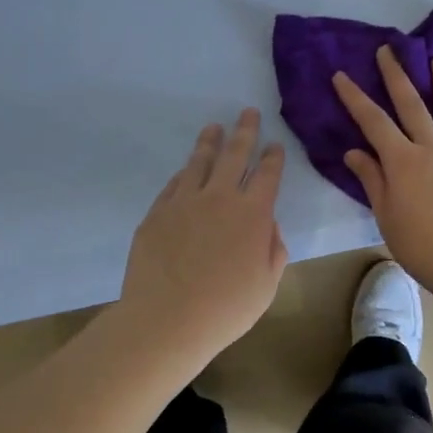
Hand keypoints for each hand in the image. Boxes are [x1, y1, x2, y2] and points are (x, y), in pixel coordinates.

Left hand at [116, 108, 288, 359]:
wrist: (165, 320)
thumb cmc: (225, 309)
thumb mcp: (266, 286)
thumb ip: (274, 250)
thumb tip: (268, 227)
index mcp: (253, 214)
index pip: (268, 175)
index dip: (273, 157)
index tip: (275, 144)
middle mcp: (220, 197)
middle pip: (235, 154)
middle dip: (245, 131)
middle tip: (248, 112)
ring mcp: (185, 202)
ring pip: (200, 162)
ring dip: (210, 142)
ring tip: (214, 127)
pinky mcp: (157, 213)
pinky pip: (174, 184)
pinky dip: (184, 173)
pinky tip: (186, 169)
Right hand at [332, 47, 432, 293]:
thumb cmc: (423, 245)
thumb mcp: (387, 216)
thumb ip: (373, 180)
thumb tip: (354, 152)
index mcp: (403, 161)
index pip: (373, 122)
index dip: (355, 97)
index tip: (342, 75)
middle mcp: (432, 147)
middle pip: (412, 105)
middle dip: (397, 75)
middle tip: (389, 51)